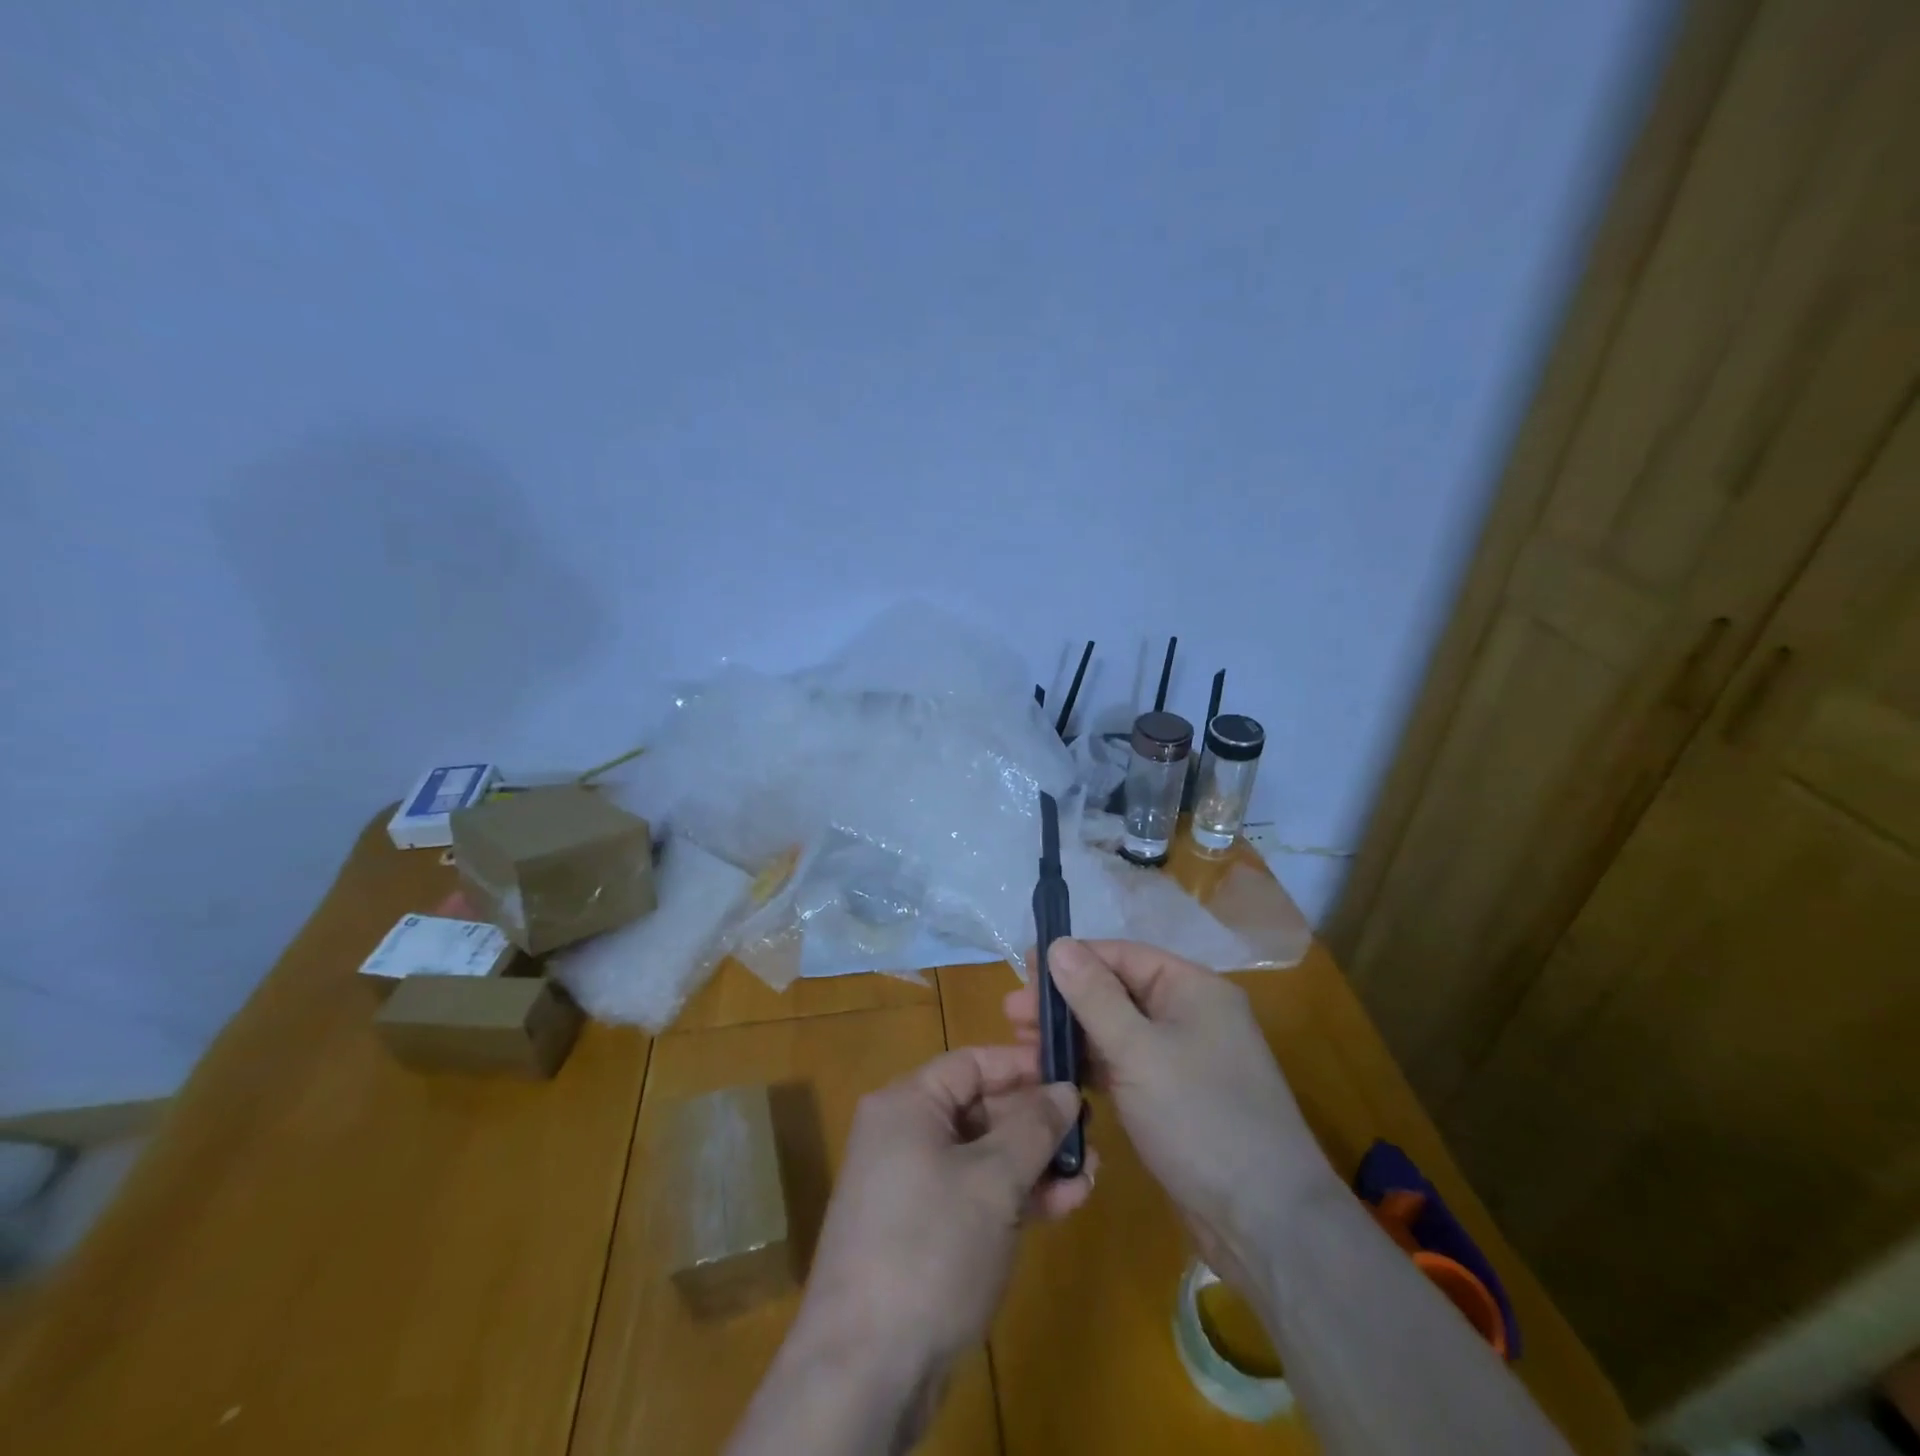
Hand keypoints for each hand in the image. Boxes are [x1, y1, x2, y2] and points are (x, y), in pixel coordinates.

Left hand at [748, 1044, 1093, 1452]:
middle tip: (1091, 1135)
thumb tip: (1065, 1088)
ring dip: (1035, 1163)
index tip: (1073, 1076)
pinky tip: (1063, 1204)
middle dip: (1037, 1123)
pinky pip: (974, 1194)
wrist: (865, 1371)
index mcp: (907, 1104)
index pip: (972, 1063)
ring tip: (1089, 1174)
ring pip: (983, 1156)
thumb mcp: (993, 1180)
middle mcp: (904, 1135)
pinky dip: (1015, 1196)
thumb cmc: (931, 1248)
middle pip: (980, 1109)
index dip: (1024, 1067)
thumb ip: (1034, 1128)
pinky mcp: (922, 1232)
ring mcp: (912, 1186)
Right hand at [1005, 938, 1331, 1292]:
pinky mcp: (1174, 1097)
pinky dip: (1092, 1066)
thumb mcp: (1138, 1051)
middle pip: (1116, 991)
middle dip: (1065, 1002)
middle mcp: (1190, 1014)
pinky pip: (1125, 1065)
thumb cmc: (1199, 1118)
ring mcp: (1184, 1057)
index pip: (1122, 956)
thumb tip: (1058, 944)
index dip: (1072, 960)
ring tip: (1023, 1047)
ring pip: (1116, 1031)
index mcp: (1192, 988)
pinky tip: (1057, 1074)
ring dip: (1072, 1036)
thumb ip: (1094, 996)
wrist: (1265, 1222)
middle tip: (1012, 1018)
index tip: (1023, 972)